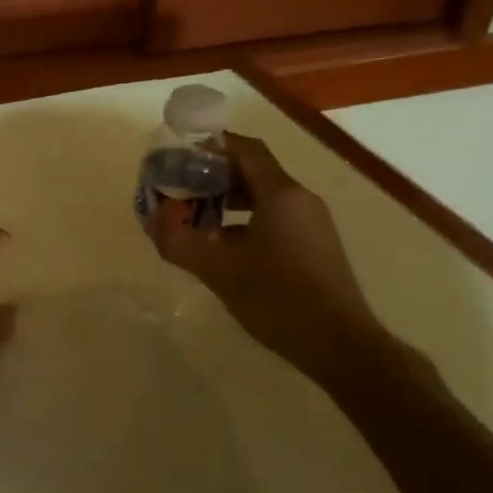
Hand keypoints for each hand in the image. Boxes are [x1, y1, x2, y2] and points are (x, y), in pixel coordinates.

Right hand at [143, 135, 388, 375]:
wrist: (341, 346)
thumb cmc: (279, 299)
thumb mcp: (219, 271)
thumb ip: (179, 241)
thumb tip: (151, 219)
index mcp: (281, 194)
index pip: (244, 149)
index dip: (209, 146)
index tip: (177, 156)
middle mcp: (299, 200)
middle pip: (251, 171)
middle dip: (211, 176)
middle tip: (176, 188)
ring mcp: (310, 224)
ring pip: (261, 197)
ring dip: (225, 200)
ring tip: (192, 217)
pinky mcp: (312, 246)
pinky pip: (272, 218)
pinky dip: (242, 221)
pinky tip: (220, 247)